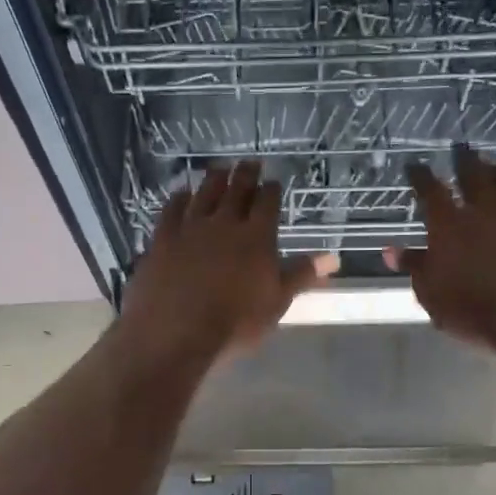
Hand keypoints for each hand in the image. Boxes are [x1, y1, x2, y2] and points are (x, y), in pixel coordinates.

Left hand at [119, 161, 337, 367]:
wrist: (176, 332)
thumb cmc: (235, 323)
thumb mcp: (276, 302)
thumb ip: (301, 275)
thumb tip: (333, 257)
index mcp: (257, 237)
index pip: (268, 203)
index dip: (272, 190)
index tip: (274, 181)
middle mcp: (224, 223)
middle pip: (237, 190)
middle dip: (246, 174)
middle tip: (249, 162)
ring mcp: (190, 228)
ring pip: (204, 194)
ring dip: (214, 179)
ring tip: (219, 169)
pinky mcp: (163, 239)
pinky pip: (171, 211)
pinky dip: (178, 199)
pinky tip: (181, 194)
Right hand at [384, 147, 495, 362]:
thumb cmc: (474, 310)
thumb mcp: (432, 295)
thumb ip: (414, 267)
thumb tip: (390, 250)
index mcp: (449, 224)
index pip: (430, 190)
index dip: (420, 176)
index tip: (414, 165)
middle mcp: (484, 210)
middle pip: (473, 175)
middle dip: (464, 160)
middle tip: (461, 148)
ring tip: (494, 165)